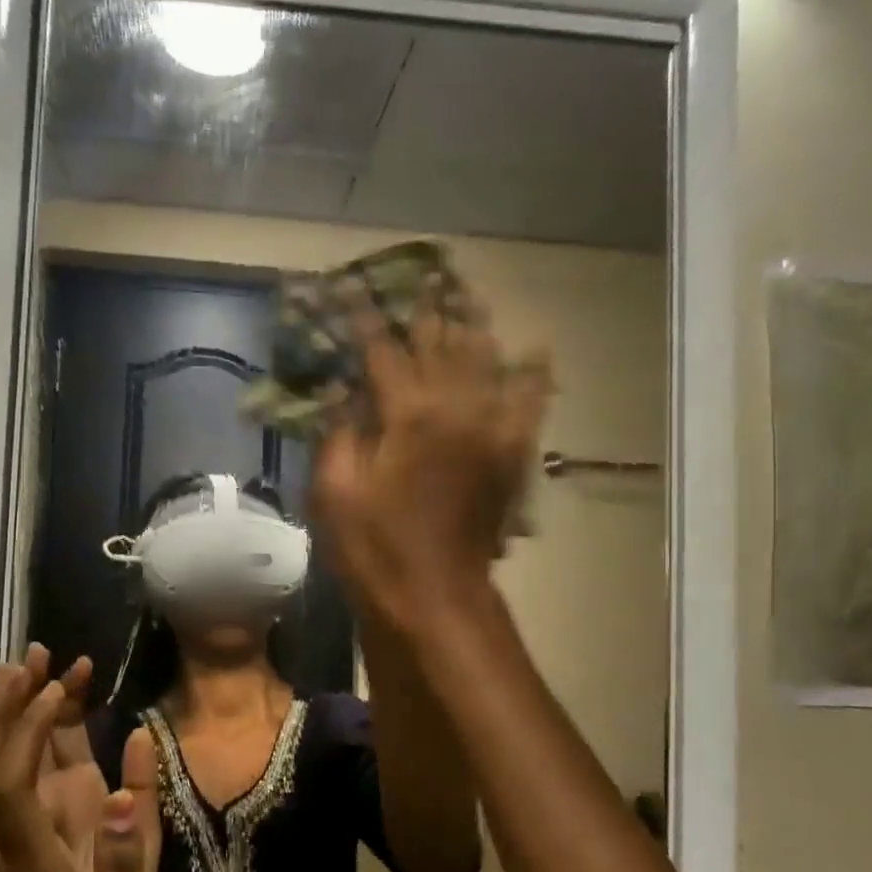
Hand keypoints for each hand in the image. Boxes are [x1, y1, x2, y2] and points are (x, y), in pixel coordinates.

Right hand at [310, 303, 549, 627]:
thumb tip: (343, 386)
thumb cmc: (373, 547)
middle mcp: (455, 408)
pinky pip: (530, 403)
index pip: (381, 349)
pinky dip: (534, 374)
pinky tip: (537, 349)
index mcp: (407, 414)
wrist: (433, 596)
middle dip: (425, 308)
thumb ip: (339, 430)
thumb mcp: (334, 490)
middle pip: (439, 343)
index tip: (350, 286)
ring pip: (485, 360)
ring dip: (472, 324)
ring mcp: (490, 429)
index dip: (363, 316)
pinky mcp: (510, 454)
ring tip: (464, 294)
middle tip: (419, 276)